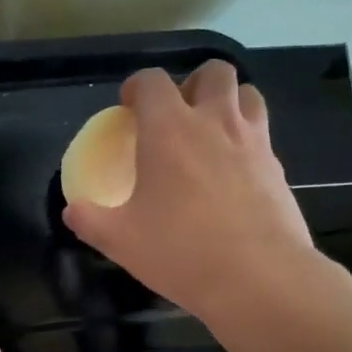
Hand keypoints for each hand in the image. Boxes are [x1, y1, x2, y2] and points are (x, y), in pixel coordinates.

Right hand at [63, 62, 321, 323]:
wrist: (259, 278)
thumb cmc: (182, 252)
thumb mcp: (120, 241)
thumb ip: (90, 220)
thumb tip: (72, 211)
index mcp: (169, 130)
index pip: (152, 81)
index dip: (136, 87)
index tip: (128, 108)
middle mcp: (215, 122)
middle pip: (213, 72)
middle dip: (193, 82)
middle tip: (179, 113)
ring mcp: (253, 142)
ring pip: (248, 95)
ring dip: (228, 102)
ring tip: (211, 132)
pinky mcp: (278, 167)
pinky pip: (263, 135)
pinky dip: (247, 139)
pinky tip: (234, 173)